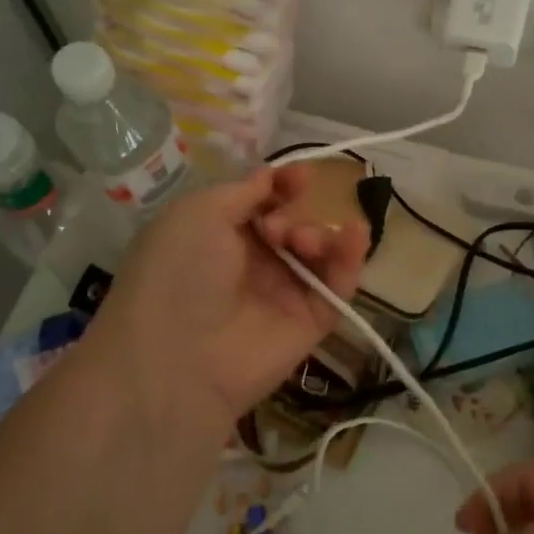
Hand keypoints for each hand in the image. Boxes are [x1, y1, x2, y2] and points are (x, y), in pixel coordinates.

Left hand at [80, 165, 369, 434]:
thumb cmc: (180, 271)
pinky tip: (356, 234)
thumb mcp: (200, 212)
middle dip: (294, 214)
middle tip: (277, 230)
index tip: (301, 176)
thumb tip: (272, 176)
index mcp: (218, 235)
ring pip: (319, 252)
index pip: (263, 203)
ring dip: (320, 234)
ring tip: (303, 243)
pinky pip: (338, 286)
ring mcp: (282, 294)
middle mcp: (252, 263)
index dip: (284, 185)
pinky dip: (351, 258)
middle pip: (294, 223)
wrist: (177, 357)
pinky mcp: (310, 322)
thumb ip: (245, 191)